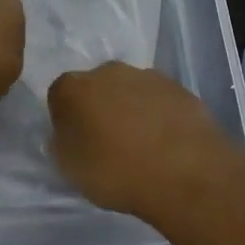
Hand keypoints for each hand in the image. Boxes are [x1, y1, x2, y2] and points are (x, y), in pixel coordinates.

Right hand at [47, 62, 232, 216]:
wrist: (184, 173)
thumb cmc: (116, 173)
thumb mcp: (71, 169)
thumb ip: (64, 143)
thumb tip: (71, 132)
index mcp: (74, 88)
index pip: (60, 96)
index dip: (67, 119)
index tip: (77, 142)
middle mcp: (108, 71)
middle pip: (97, 87)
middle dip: (100, 108)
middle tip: (109, 143)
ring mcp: (147, 76)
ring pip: (130, 91)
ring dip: (131, 110)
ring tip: (143, 146)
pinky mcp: (179, 87)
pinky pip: (159, 100)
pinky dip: (159, 115)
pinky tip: (167, 143)